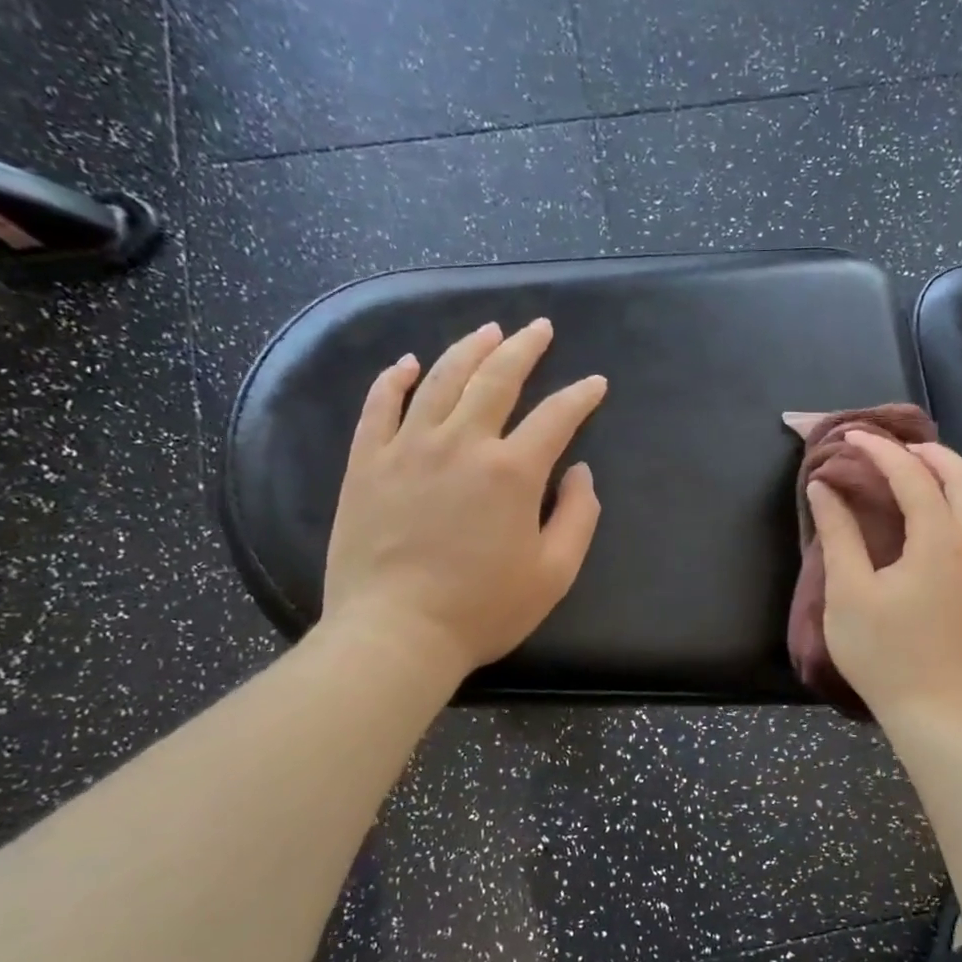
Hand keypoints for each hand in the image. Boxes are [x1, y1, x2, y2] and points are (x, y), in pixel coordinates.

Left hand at [321, 318, 606, 677]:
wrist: (396, 633)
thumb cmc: (483, 609)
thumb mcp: (554, 573)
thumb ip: (578, 517)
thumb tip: (580, 473)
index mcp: (512, 472)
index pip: (556, 417)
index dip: (581, 396)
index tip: (595, 384)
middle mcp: (461, 444)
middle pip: (496, 378)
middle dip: (523, 348)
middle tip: (539, 328)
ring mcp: (407, 448)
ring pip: (440, 380)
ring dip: (468, 349)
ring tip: (488, 330)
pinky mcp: (367, 463)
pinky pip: (379, 406)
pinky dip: (394, 379)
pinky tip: (407, 362)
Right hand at [807, 432, 961, 728]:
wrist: (945, 715)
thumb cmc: (887, 656)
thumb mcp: (849, 595)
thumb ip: (838, 535)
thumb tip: (824, 488)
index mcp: (939, 538)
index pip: (911, 475)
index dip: (879, 450)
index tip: (852, 437)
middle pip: (961, 475)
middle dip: (926, 452)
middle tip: (890, 448)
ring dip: (953, 478)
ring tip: (921, 478)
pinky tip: (951, 527)